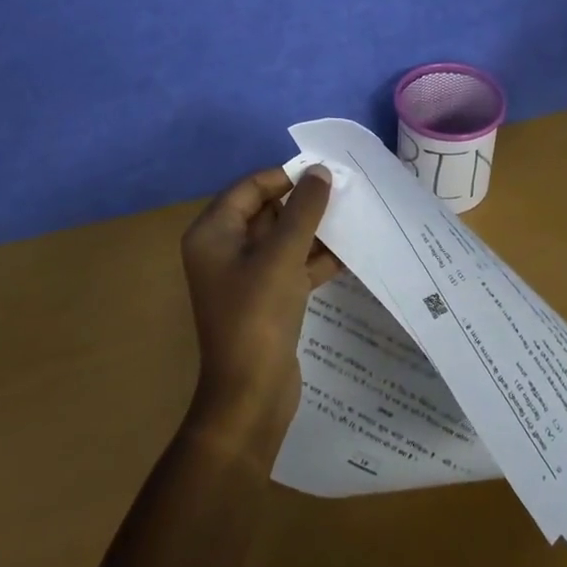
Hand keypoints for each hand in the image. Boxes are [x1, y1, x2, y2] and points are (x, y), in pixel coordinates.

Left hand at [179, 165, 340, 457]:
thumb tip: (320, 171)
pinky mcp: (266, 298)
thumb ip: (304, 209)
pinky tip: (351, 251)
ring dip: (315, 230)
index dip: (286, 177)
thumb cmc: (258, 315)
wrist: (251, 395)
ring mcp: (245, 276)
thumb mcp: (282, 255)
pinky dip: (316, 258)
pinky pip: (292, 265)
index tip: (324, 173)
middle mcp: (224, 249)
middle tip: (345, 192)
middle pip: (267, 211)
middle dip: (304, 203)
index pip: (250, 188)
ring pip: (283, 239)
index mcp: (213, 233)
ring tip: (354, 215)